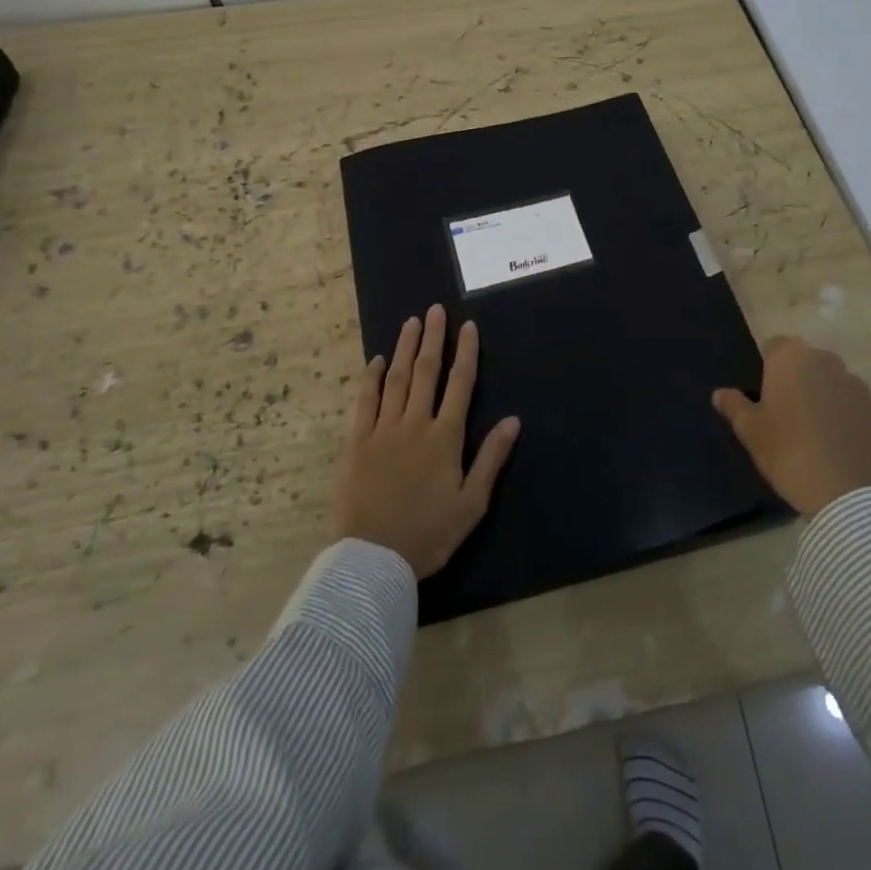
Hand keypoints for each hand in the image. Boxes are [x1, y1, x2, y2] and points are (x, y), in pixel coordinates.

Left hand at [334, 305, 521, 577]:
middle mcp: (415, 424)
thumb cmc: (428, 534)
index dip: (466, 353)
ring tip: (411, 322)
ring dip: (405, 348)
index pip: (460, 384)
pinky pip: (365, 401)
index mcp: (445, 438)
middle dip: (433, 338)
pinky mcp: (356, 442)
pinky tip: (376, 360)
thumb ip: (491, 458)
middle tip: (435, 310)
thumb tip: (514, 420)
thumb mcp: (471, 504)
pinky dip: (371, 378)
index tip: (468, 326)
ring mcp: (383, 430)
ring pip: (396, 379)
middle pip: (426, 372)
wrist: (373, 559)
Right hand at [713, 336, 870, 516]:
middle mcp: (826, 361)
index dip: (767, 367)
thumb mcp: (749, 431)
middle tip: (784, 412)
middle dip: (795, 378)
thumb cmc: (788, 452)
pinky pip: (851, 402)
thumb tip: (720, 393)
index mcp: (791, 358)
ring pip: (830, 380)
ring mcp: (855, 384)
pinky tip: (834, 442)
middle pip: (805, 360)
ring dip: (820, 394)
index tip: (763, 395)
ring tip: (811, 429)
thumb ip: (733, 405)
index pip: (774, 346)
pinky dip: (842, 414)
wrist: (847, 494)